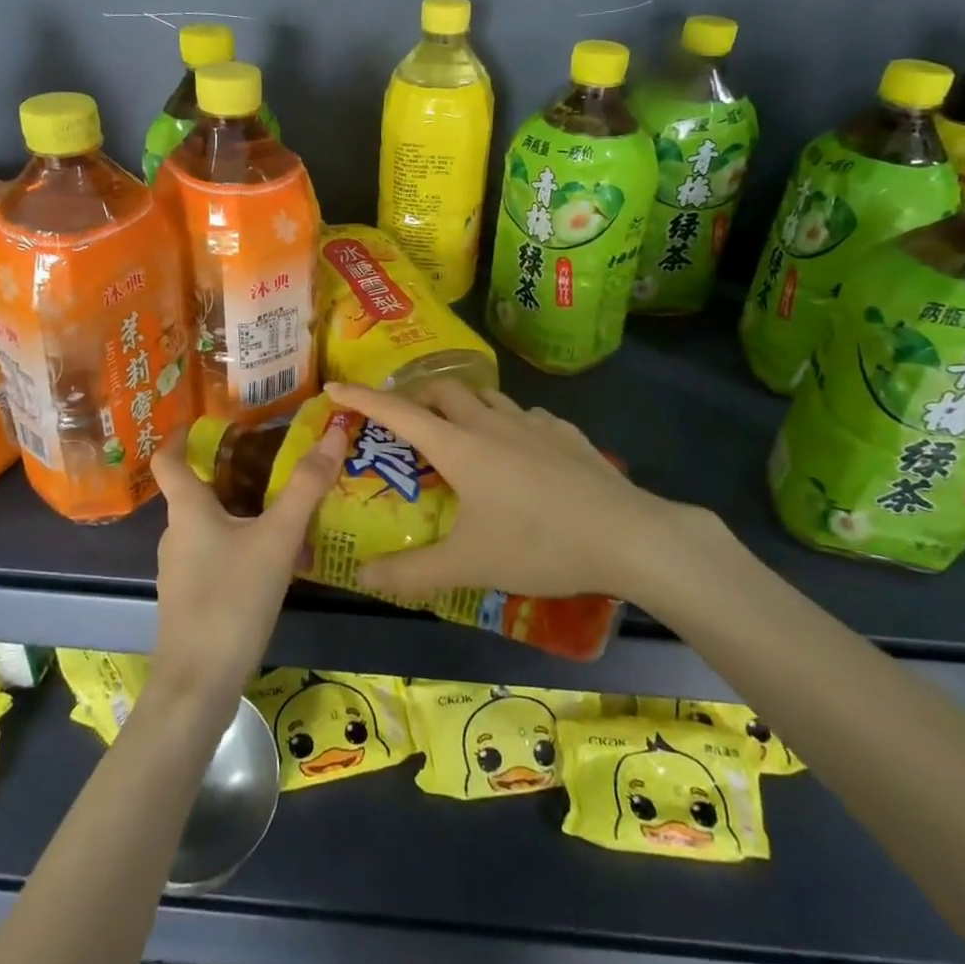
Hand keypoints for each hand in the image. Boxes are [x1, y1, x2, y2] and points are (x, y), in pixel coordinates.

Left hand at [146, 423, 347, 704]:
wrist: (199, 685)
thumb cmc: (232, 599)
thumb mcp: (277, 539)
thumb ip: (306, 487)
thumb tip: (332, 431)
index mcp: (188, 509)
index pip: (169, 458)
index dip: (181, 434)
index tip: (208, 419)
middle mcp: (177, 533)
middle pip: (199, 490)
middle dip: (233, 473)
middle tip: (274, 461)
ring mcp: (181, 569)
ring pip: (212, 525)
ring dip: (243, 512)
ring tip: (285, 510)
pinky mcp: (192, 598)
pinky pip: (217, 555)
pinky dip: (243, 545)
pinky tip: (276, 562)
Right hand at [326, 379, 717, 601]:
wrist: (629, 535)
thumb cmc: (540, 545)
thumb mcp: (470, 565)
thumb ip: (413, 572)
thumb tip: (363, 576)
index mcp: (460, 446)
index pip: (399, 412)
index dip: (364, 398)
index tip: (335, 387)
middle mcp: (491, 422)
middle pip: (443, 390)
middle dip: (416, 395)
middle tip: (404, 419)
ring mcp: (533, 423)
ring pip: (486, 396)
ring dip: (462, 403)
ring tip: (457, 429)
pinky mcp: (565, 432)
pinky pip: (524, 414)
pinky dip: (506, 421)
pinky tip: (518, 447)